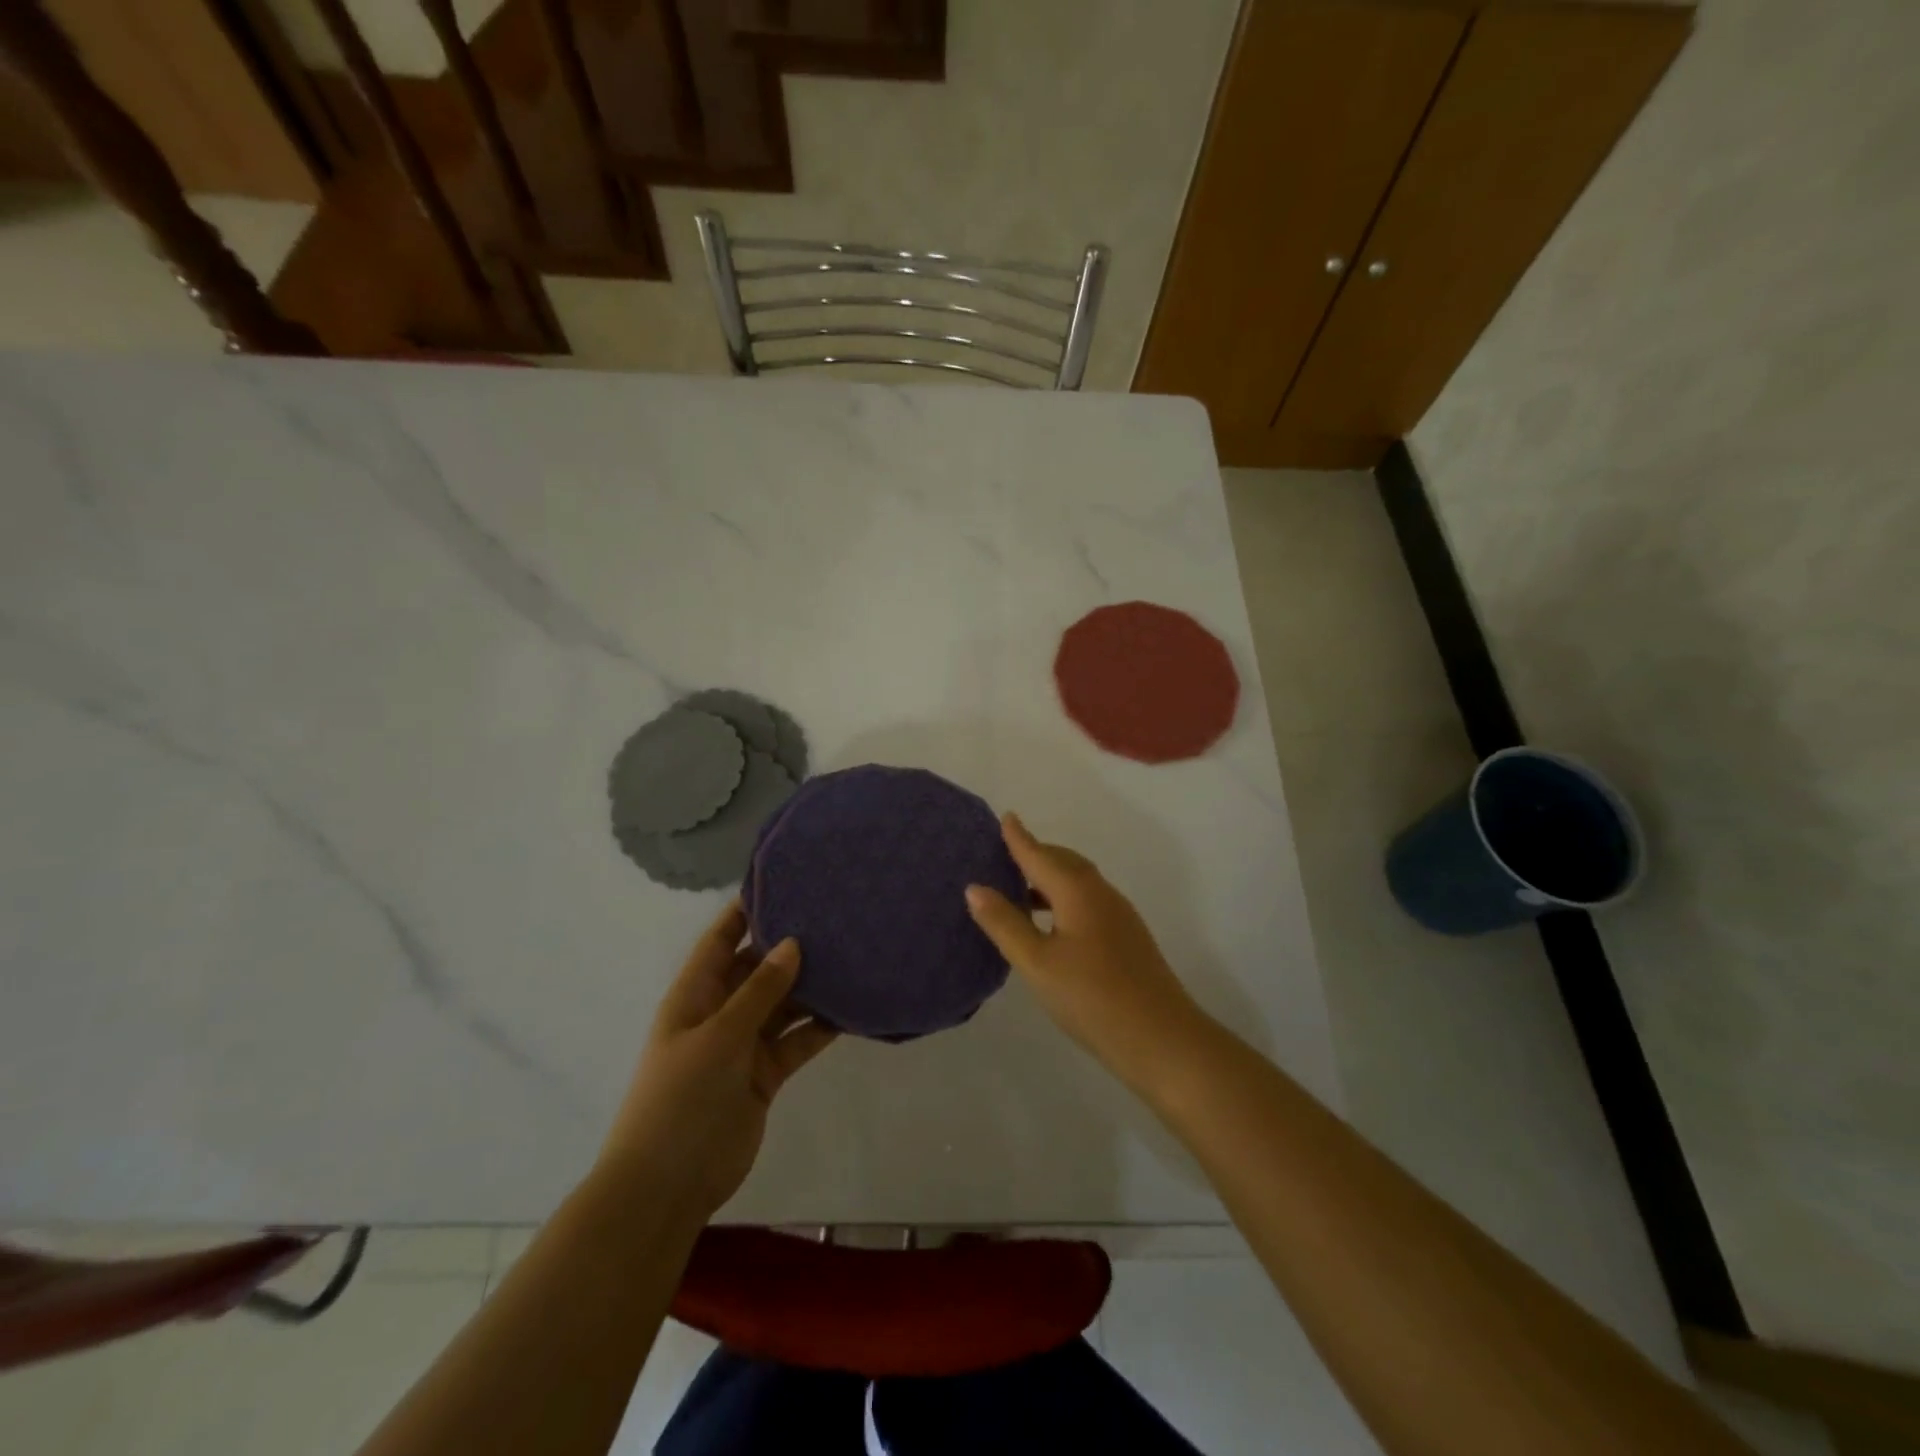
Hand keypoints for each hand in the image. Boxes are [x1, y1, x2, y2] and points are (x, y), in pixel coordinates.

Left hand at [599, 901, 835, 1219]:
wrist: (666, 1186)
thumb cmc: (680, 1098)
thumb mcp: (719, 1036)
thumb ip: (759, 990)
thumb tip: (793, 942)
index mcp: (695, 995)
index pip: (720, 940)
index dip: (745, 911)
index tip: (783, 882)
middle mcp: (720, 1012)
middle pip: (757, 969)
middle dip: (788, 946)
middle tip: (834, 917)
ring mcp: (743, 1045)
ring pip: (782, 1004)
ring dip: (810, 986)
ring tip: (851, 955)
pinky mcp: (765, 1075)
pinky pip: (795, 1040)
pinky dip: (819, 1027)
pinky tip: (851, 1008)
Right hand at [966, 813, 1206, 1092]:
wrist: (1162, 1039)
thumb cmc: (1092, 998)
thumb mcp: (1037, 963)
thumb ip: (1005, 923)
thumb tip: (975, 887)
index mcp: (1078, 891)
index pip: (1040, 855)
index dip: (1019, 838)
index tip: (1005, 816)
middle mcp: (1101, 893)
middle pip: (1063, 862)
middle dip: (1035, 854)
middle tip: (1004, 856)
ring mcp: (1119, 915)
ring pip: (1078, 883)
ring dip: (1049, 879)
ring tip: (1019, 891)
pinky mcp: (1127, 937)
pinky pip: (1088, 901)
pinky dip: (1063, 898)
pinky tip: (1050, 924)